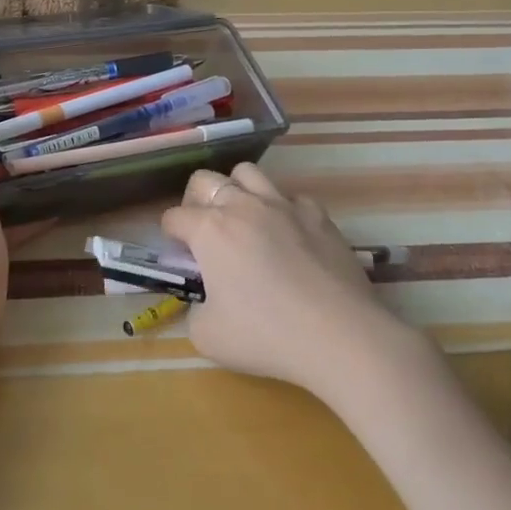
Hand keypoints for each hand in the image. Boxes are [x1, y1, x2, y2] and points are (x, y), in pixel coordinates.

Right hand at [161, 161, 383, 391]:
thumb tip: (206, 300)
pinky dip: (283, 210)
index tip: (180, 256)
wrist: (339, 336)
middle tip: (203, 231)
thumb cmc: (265, 335)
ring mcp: (284, 206)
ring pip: (248, 173)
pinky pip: (292, 198)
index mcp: (210, 230)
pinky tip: (288, 235)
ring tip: (242, 220)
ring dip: (237, 191)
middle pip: (205, 180)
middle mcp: (243, 206)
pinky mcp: (319, 216)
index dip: (170, 236)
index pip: (174, 217)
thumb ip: (195, 310)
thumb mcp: (206, 336)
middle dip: (195, 201)